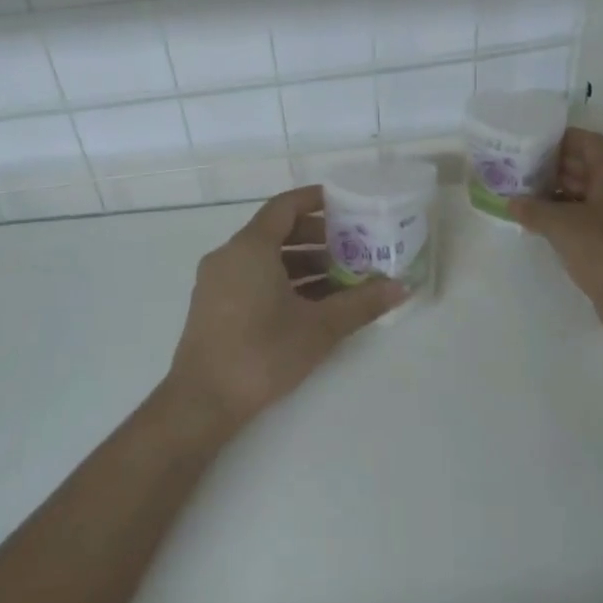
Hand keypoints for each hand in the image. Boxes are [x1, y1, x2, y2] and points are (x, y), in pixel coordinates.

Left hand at [165, 185, 404, 433]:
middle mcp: (229, 255)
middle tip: (353, 248)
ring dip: (303, 264)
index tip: (346, 204)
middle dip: (317, 238)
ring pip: (266, 258)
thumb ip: (361, 303)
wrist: (202, 402)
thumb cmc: (262, 353)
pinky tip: (312, 305)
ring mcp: (217, 281)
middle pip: (277, 231)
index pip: (286, 206)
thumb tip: (400, 288)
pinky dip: (283, 281)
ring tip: (341, 281)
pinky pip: (253, 277)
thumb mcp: (319, 327)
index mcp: (250, 247)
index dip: (316, 200)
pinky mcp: (214, 305)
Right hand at [510, 129, 602, 347]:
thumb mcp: (561, 225)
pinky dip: (570, 216)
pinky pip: (593, 217)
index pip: (585, 141)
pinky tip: (545, 226)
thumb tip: (511, 202)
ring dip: (560, 194)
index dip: (557, 139)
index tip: (528, 144)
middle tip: (520, 171)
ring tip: (526, 197)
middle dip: (553, 167)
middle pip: (587, 166)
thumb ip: (533, 209)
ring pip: (589, 193)